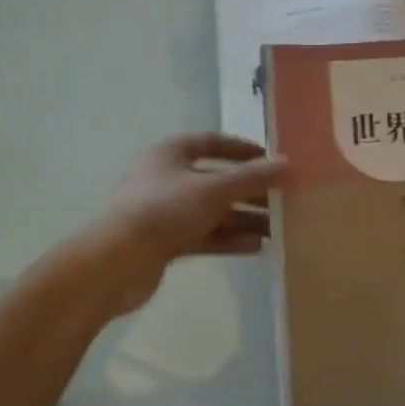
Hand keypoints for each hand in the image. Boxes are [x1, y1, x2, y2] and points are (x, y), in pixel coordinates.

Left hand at [101, 133, 287, 313]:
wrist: (116, 263)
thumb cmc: (164, 211)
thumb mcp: (214, 190)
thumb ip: (253, 178)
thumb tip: (288, 164)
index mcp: (170, 153)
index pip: (211, 142)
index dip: (242, 150)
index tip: (271, 160)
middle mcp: (165, 178)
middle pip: (215, 180)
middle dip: (249, 191)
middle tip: (282, 200)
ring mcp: (162, 212)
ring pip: (211, 211)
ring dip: (243, 218)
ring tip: (277, 227)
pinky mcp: (163, 242)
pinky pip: (203, 235)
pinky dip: (227, 239)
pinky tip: (257, 246)